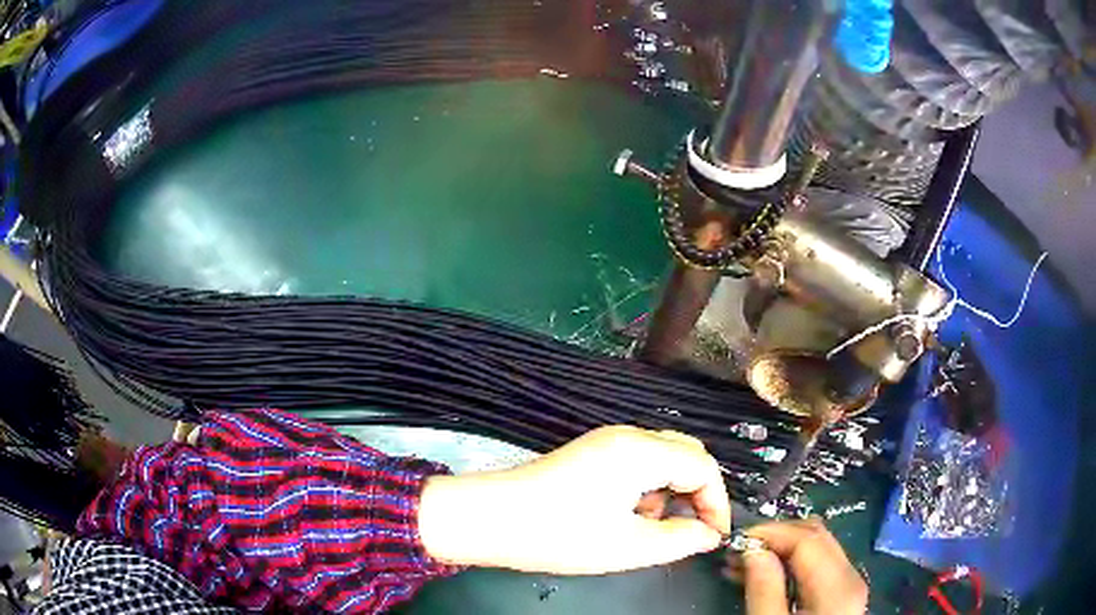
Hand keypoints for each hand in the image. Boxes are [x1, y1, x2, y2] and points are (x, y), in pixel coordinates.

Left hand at [418, 425, 730, 573]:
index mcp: (641, 451)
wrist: (490, 519)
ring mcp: (605, 442)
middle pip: (686, 454)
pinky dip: (646, 488)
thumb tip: (708, 535)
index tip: (713, 536)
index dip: (716, 502)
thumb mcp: (628, 546)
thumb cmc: (560, 534)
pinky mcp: (590, 453)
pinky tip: (625, 515)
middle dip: (696, 493)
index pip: (703, 466)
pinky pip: (637, 463)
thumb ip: (680, 540)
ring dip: (670, 491)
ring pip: (662, 458)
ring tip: (649, 527)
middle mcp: (627, 436)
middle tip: (689, 530)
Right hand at [738, 519, 867, 614]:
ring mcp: (849, 583)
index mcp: (836, 586)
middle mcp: (850, 576)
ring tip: (743, 563)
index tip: (736, 542)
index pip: (806, 539)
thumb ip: (764, 590)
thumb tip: (752, 550)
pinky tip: (765, 574)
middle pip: (816, 535)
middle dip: (776, 536)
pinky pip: (818, 564)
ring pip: (817, 546)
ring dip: (781, 547)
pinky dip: (791, 562)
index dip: (771, 533)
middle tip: (738, 552)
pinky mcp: (842, 592)